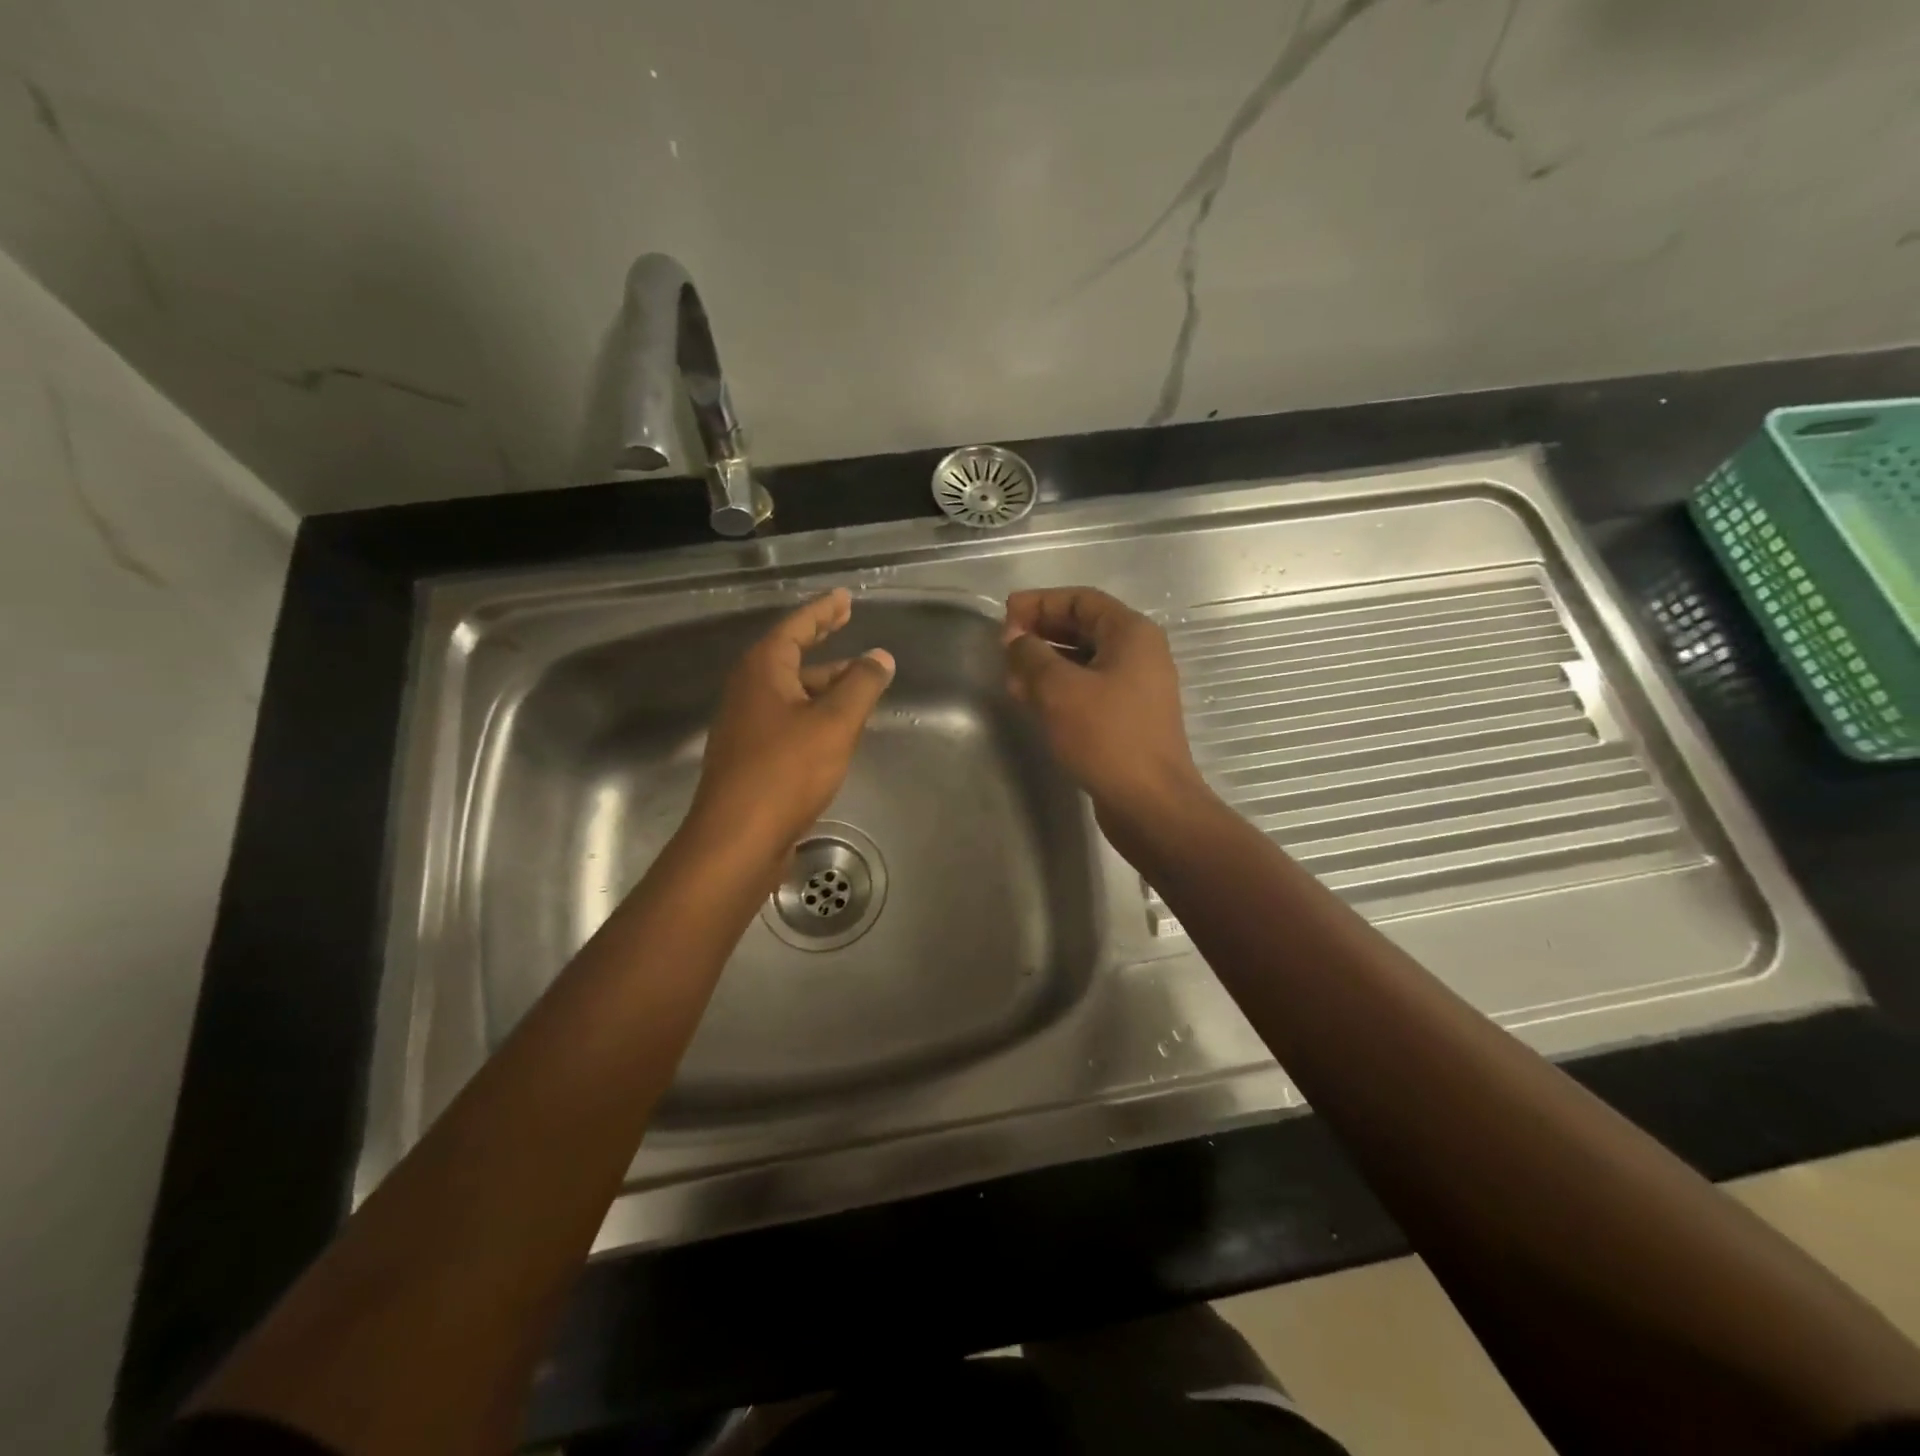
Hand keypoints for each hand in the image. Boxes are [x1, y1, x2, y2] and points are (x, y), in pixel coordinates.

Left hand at [688, 589, 894, 854]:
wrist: (738, 839)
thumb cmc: (786, 771)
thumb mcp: (834, 722)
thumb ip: (861, 685)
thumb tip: (880, 657)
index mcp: (763, 671)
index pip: (796, 627)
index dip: (822, 611)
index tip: (844, 598)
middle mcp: (749, 691)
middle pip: (790, 656)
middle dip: (822, 642)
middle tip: (848, 625)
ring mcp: (747, 726)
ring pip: (792, 692)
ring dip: (823, 683)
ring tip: (859, 682)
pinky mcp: (752, 757)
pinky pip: (789, 720)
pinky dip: (814, 713)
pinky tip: (836, 727)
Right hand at [1003, 587, 1207, 829]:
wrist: (1150, 802)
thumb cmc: (1106, 737)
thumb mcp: (1059, 689)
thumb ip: (1031, 655)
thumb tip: (1015, 640)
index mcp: (1131, 633)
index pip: (1081, 599)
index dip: (1040, 602)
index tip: (1005, 615)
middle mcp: (1139, 653)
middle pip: (1083, 627)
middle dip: (1041, 632)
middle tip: (1004, 647)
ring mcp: (1136, 687)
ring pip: (1084, 661)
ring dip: (1046, 663)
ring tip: (1011, 677)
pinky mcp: (1127, 718)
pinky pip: (1089, 688)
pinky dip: (1060, 688)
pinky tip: (1032, 702)